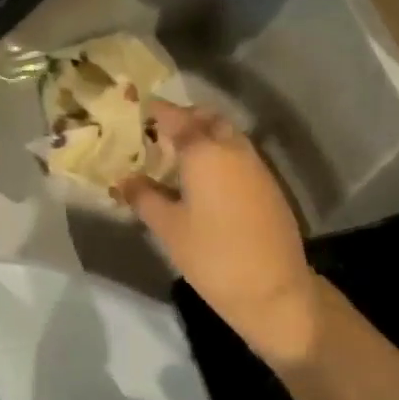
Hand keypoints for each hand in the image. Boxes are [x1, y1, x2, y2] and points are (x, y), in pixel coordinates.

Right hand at [119, 100, 319, 368]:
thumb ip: (143, 197)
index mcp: (204, 151)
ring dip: (204, 135)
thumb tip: (123, 179)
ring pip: (227, 134)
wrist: (274, 290)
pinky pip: (239, 154)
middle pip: (206, 118)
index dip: (155, 111)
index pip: (175, 117)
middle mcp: (232, 148)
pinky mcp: (269, 185)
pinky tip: (204, 180)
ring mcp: (256, 165)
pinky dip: (220, 154)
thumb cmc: (212, 255)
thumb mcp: (168, 227)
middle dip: (183, 118)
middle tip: (158, 134)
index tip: (136, 109)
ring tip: (178, 157)